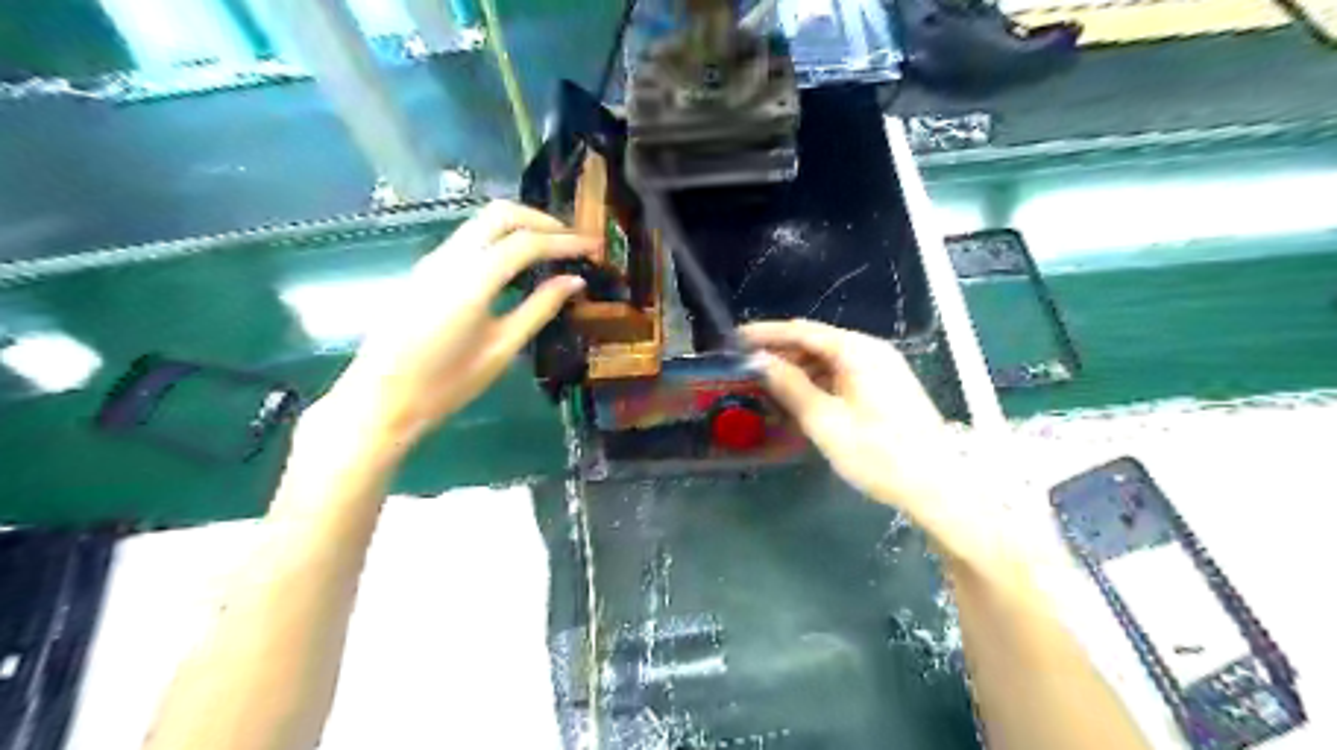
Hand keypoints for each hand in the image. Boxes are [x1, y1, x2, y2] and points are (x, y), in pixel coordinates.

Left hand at [318, 198, 597, 446]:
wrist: (381, 400)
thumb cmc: (446, 384)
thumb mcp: (502, 349)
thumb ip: (539, 309)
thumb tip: (575, 281)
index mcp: (472, 281)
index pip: (526, 242)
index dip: (565, 241)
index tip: (594, 246)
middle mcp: (449, 258)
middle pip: (500, 214)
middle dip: (541, 220)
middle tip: (572, 241)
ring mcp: (432, 260)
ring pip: (481, 222)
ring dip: (519, 227)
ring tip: (551, 251)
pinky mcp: (424, 270)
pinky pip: (468, 239)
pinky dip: (499, 239)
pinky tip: (516, 265)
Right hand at [741, 319, 1002, 559]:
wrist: (937, 486)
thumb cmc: (878, 453)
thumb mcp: (825, 421)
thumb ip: (790, 386)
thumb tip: (759, 361)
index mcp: (857, 350)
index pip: (802, 330)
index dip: (766, 333)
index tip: (735, 340)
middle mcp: (871, 351)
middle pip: (816, 343)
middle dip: (780, 354)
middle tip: (746, 369)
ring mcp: (882, 370)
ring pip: (828, 362)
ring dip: (797, 372)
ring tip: (766, 388)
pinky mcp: (886, 389)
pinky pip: (842, 377)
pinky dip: (817, 385)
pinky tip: (799, 402)